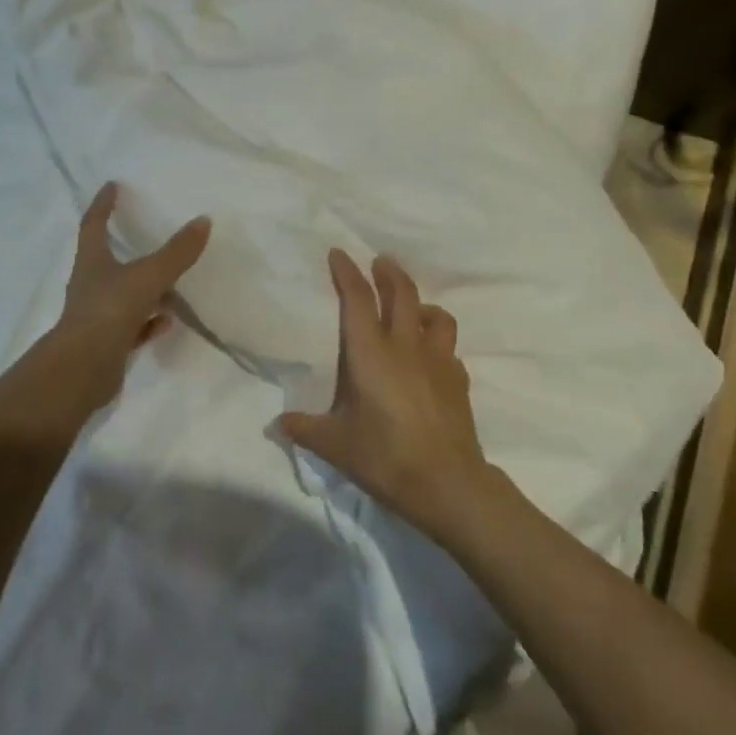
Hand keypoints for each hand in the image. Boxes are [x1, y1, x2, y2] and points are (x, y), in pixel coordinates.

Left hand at [55, 182, 210, 374]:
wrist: (82, 370)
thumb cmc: (109, 310)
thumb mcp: (149, 276)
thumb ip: (176, 252)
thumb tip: (203, 220)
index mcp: (92, 262)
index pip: (94, 225)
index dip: (103, 204)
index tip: (112, 186)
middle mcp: (90, 286)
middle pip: (106, 260)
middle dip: (124, 246)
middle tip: (145, 232)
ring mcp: (98, 316)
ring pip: (123, 294)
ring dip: (143, 287)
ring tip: (170, 281)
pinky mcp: (107, 343)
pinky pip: (133, 326)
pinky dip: (150, 321)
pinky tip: (168, 320)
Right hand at [277, 251, 497, 545]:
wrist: (446, 482)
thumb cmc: (384, 456)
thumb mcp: (335, 445)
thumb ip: (305, 428)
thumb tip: (276, 424)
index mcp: (371, 353)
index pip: (357, 299)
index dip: (347, 272)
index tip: (339, 253)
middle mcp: (406, 346)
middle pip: (402, 293)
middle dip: (389, 272)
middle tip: (380, 261)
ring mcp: (438, 360)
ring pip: (435, 315)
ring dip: (421, 303)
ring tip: (412, 308)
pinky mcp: (458, 379)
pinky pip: (448, 348)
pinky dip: (437, 342)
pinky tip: (431, 357)